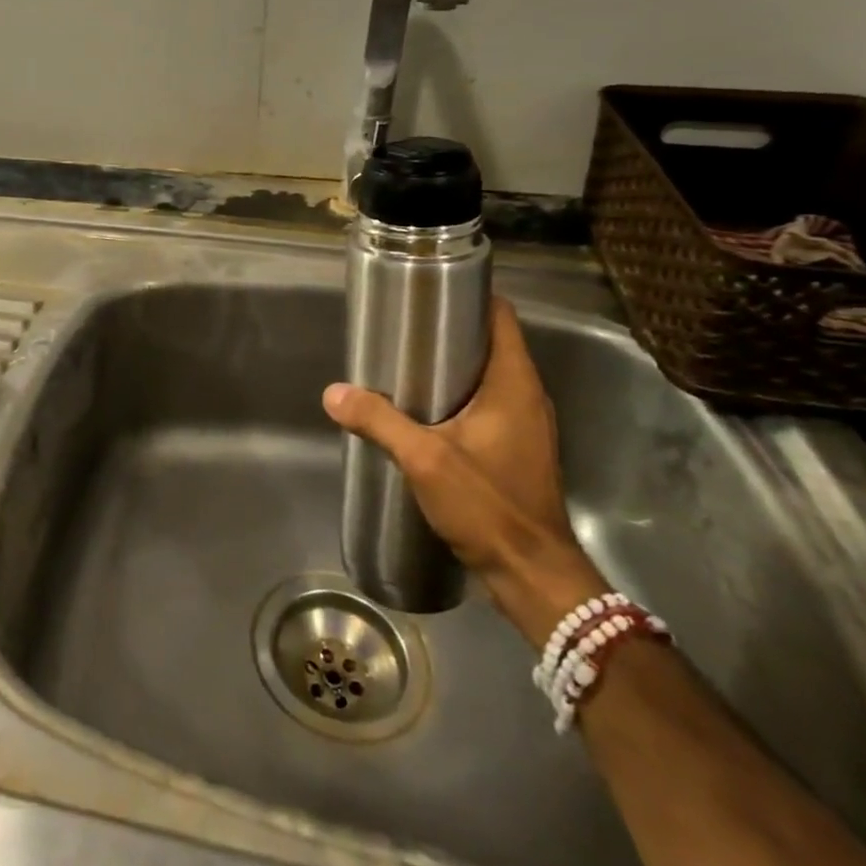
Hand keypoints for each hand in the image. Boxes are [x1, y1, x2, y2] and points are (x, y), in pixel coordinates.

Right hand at [322, 297, 607, 643]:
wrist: (533, 574)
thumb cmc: (488, 505)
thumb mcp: (425, 459)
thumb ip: (379, 421)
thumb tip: (333, 392)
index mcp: (514, 383)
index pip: (500, 317)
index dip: (469, 296)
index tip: (428, 290)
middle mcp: (527, 396)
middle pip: (491, 343)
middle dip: (449, 330)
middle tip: (401, 327)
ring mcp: (526, 425)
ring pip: (488, 376)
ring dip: (452, 366)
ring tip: (404, 364)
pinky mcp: (517, 450)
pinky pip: (487, 405)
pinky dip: (458, 396)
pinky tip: (423, 411)